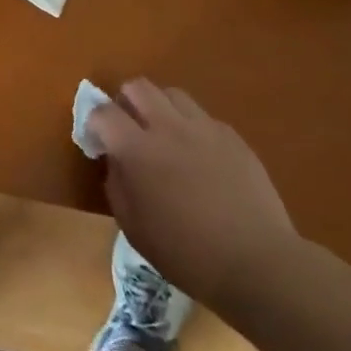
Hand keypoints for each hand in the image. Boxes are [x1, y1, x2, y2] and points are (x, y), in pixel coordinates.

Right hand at [87, 79, 300, 310]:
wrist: (256, 263)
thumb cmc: (186, 253)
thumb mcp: (133, 227)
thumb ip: (117, 184)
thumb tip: (116, 160)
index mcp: (138, 150)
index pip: (103, 112)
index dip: (94, 121)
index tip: (98, 141)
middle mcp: (169, 127)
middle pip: (138, 86)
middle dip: (126, 102)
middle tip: (129, 129)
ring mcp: (205, 129)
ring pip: (173, 94)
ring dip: (160, 108)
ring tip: (164, 136)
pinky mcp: (233, 137)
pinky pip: (204, 117)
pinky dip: (192, 128)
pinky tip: (199, 157)